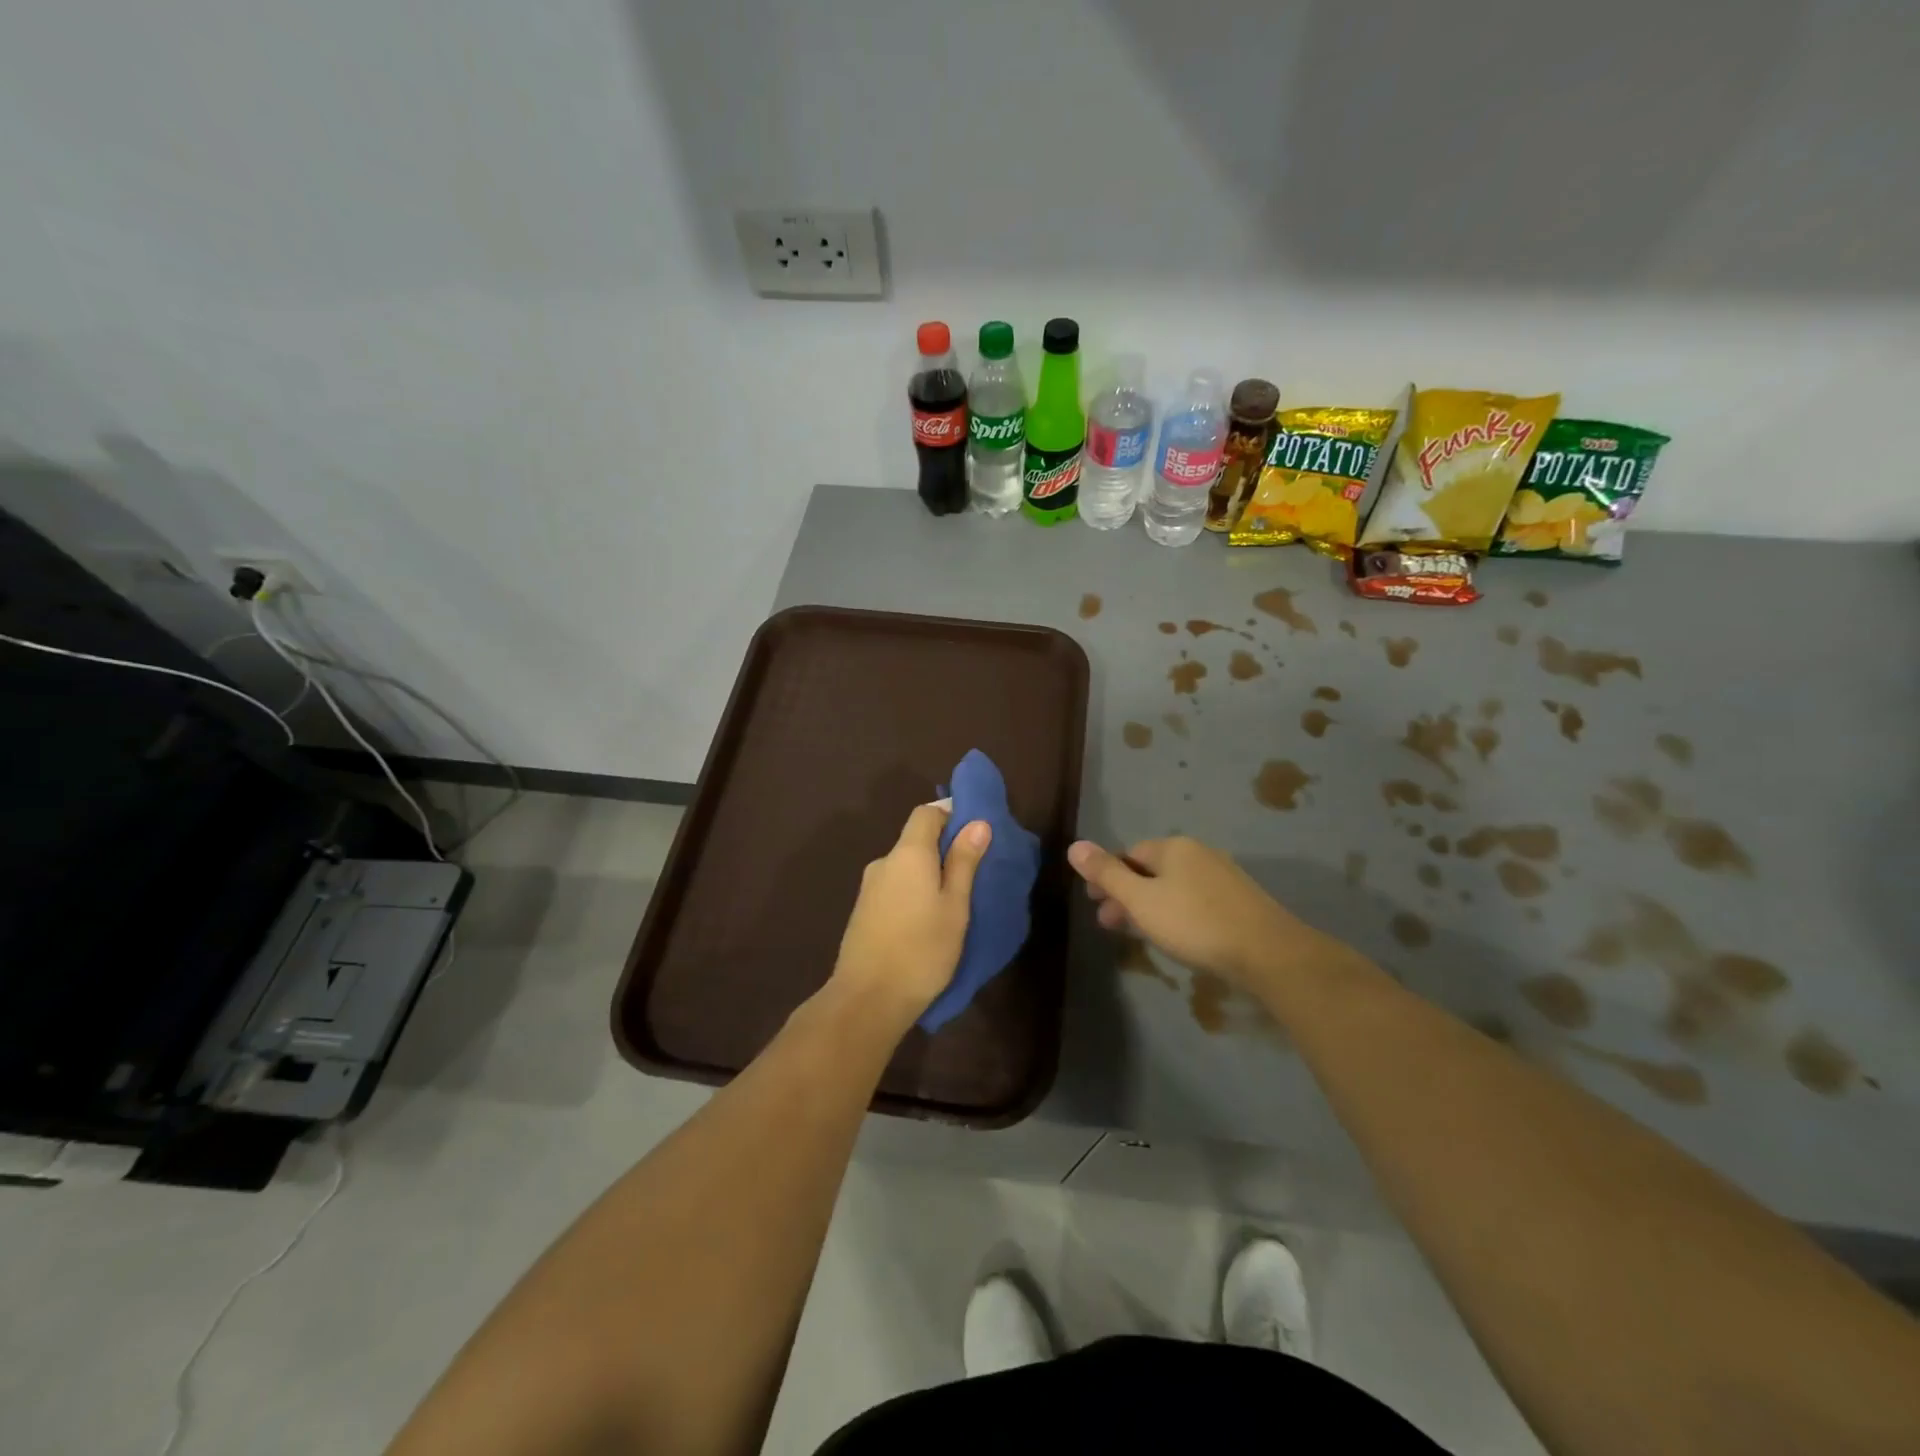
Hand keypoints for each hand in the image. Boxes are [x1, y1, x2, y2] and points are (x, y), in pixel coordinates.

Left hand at [830, 804, 990, 1026]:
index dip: (951, 814)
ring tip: (955, 900)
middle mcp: (884, 862)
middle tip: (974, 871)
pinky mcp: (864, 911)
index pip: (926, 813)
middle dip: (944, 848)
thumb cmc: (921, 950)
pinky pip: (895, 887)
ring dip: (929, 873)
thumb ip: (964, 862)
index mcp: (908, 854)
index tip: (976, 831)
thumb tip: (977, 822)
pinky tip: (928, 918)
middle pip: (915, 840)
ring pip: (906, 866)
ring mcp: (870, 888)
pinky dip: (914, 891)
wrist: (867, 999)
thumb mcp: (955, 906)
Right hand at [1067, 835, 1339, 987]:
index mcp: (1173, 847)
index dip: (1107, 877)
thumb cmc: (1195, 923)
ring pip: (1173, 887)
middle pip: (1150, 869)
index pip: (1129, 854)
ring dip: (1149, 906)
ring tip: (1138, 934)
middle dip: (1126, 894)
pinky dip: (1174, 913)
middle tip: (1108, 923)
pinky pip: (1194, 900)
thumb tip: (1074, 846)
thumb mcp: (1141, 900)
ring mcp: (1222, 876)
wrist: (1268, 953)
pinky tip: (1175, 936)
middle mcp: (1199, 853)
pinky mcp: (1239, 901)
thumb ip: (1106, 874)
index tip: (1094, 904)